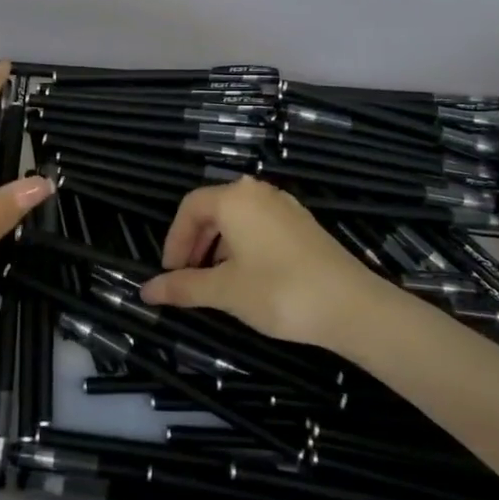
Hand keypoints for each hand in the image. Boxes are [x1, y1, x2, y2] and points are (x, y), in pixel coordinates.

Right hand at [139, 176, 386, 349]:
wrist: (351, 306)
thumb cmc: (278, 292)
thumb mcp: (224, 291)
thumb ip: (183, 287)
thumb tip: (147, 290)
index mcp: (234, 199)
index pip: (190, 207)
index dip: (174, 240)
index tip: (171, 273)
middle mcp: (258, 193)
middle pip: (213, 210)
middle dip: (194, 244)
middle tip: (188, 279)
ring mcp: (284, 207)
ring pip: (237, 219)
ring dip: (217, 246)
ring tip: (215, 282)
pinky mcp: (302, 224)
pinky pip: (259, 226)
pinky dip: (242, 246)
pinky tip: (246, 277)